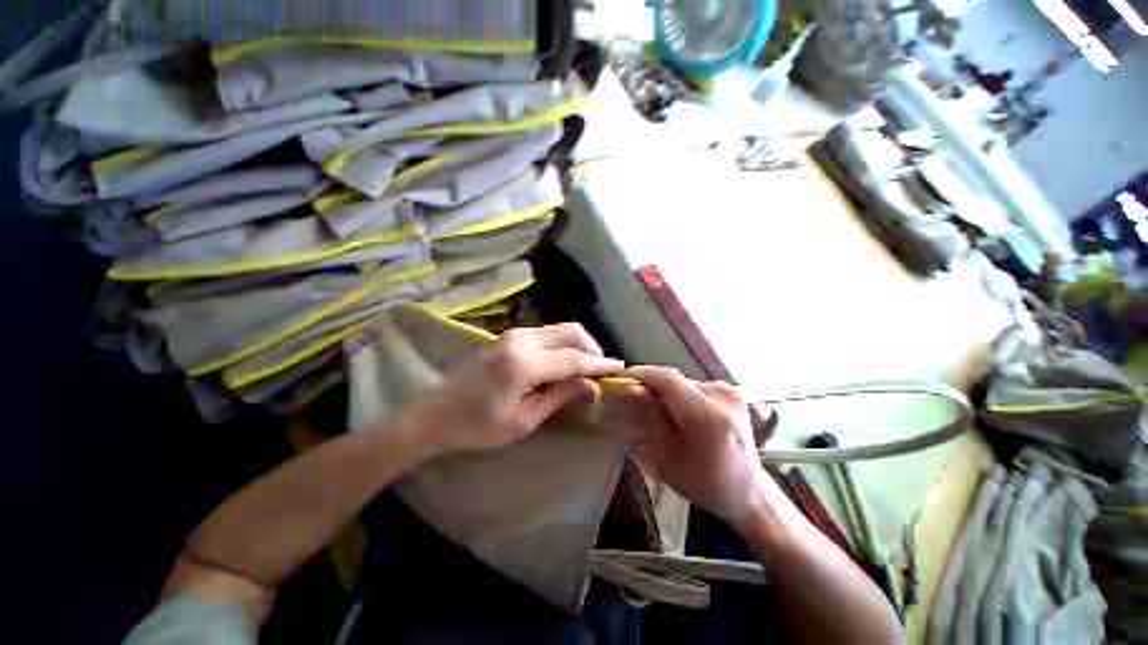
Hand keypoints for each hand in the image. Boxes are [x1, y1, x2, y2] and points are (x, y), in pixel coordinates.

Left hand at [404, 323, 624, 454]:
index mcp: (524, 362)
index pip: (574, 358)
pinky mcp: (509, 336)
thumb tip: (594, 387)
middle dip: (591, 348)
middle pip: (571, 331)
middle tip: (599, 372)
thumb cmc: (477, 425)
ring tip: (583, 371)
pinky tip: (562, 364)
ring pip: (559, 329)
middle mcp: (521, 339)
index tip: (620, 369)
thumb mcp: (524, 419)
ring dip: (577, 345)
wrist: (435, 414)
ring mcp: (514, 334)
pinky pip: (547, 334)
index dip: (599, 364)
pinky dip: (562, 345)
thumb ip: (561, 396)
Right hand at [616, 367, 772, 523]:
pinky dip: (679, 395)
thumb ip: (650, 418)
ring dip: (664, 392)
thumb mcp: (667, 457)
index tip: (618, 378)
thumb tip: (629, 390)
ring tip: (655, 410)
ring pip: (682, 382)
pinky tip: (677, 413)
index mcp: (708, 418)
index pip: (667, 379)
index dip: (640, 374)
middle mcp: (723, 397)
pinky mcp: (730, 391)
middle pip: (673, 380)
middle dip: (649, 387)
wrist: (748, 491)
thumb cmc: (704, 484)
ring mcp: (730, 391)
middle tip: (631, 398)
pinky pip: (693, 386)